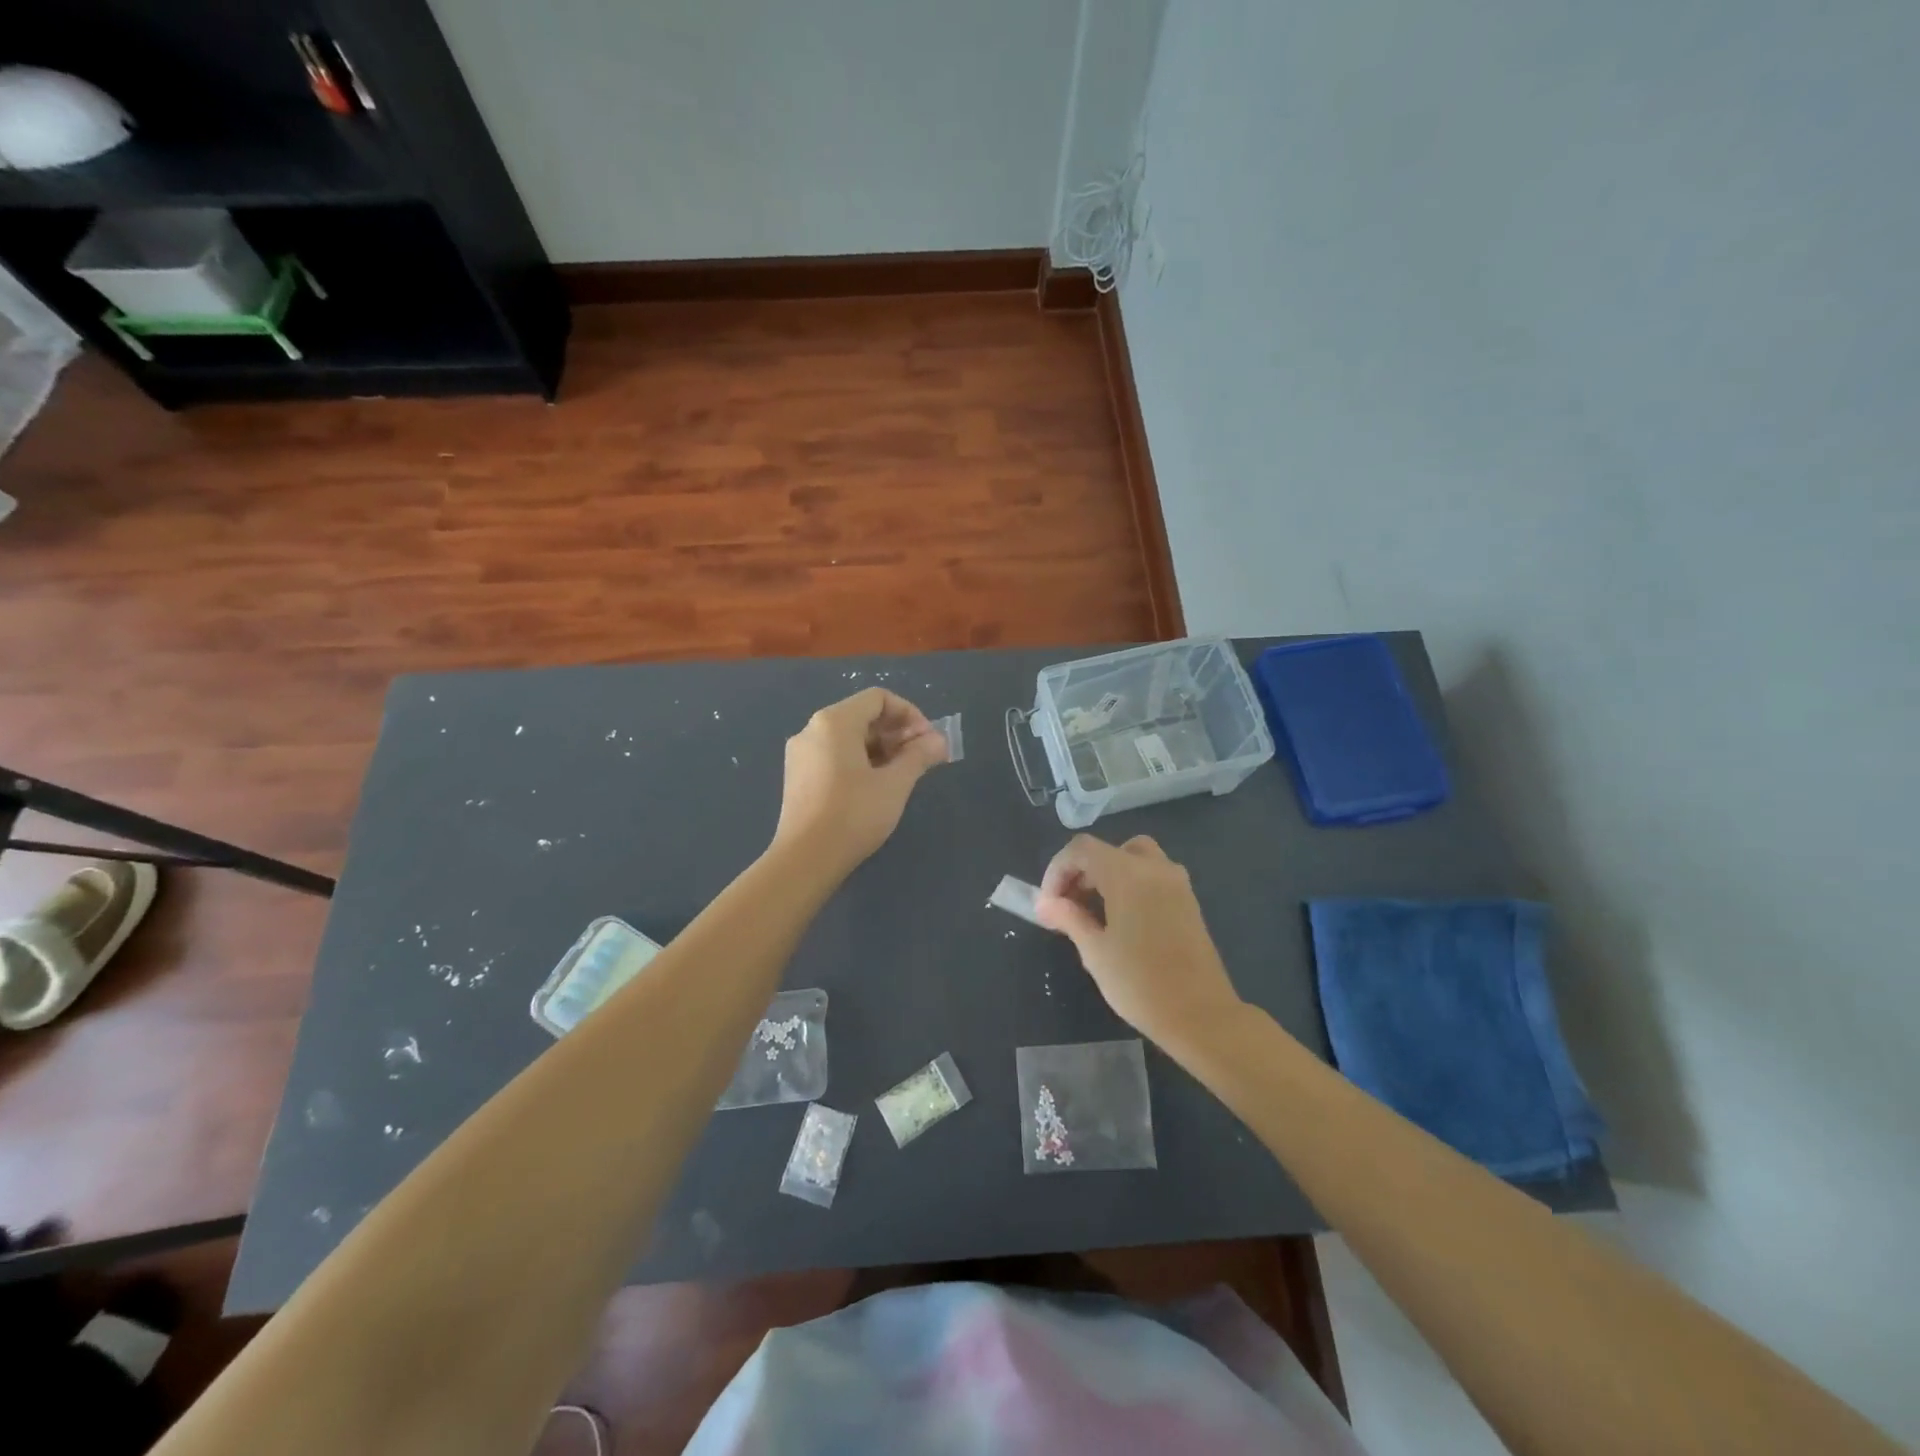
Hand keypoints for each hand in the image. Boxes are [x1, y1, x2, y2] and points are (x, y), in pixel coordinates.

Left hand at [771, 688, 948, 875]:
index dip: (909, 714)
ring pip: (848, 737)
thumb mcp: (895, 784)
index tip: (927, 741)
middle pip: (862, 715)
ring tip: (901, 775)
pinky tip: (874, 787)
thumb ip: (919, 756)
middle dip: (896, 732)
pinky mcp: (797, 776)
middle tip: (920, 759)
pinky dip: (859, 761)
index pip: (878, 698)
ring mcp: (801, 753)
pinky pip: (834, 755)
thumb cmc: (853, 815)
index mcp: (834, 721)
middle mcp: (812, 729)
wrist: (805, 860)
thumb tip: (939, 740)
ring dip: (880, 748)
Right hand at [1035, 833, 1243, 1045]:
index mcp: (1128, 874)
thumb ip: (1068, 918)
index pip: (1082, 849)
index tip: (1049, 904)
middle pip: (1107, 850)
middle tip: (1067, 907)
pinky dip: (1130, 883)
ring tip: (1093, 911)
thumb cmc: (1140, 983)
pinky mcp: (1188, 901)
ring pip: (1133, 858)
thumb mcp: (1095, 951)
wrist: (1201, 1016)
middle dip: (1081, 872)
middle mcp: (1154, 868)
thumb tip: (1044, 903)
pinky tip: (1122, 920)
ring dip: (1107, 875)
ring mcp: (1176, 883)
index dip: (1058, 870)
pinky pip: (1152, 875)